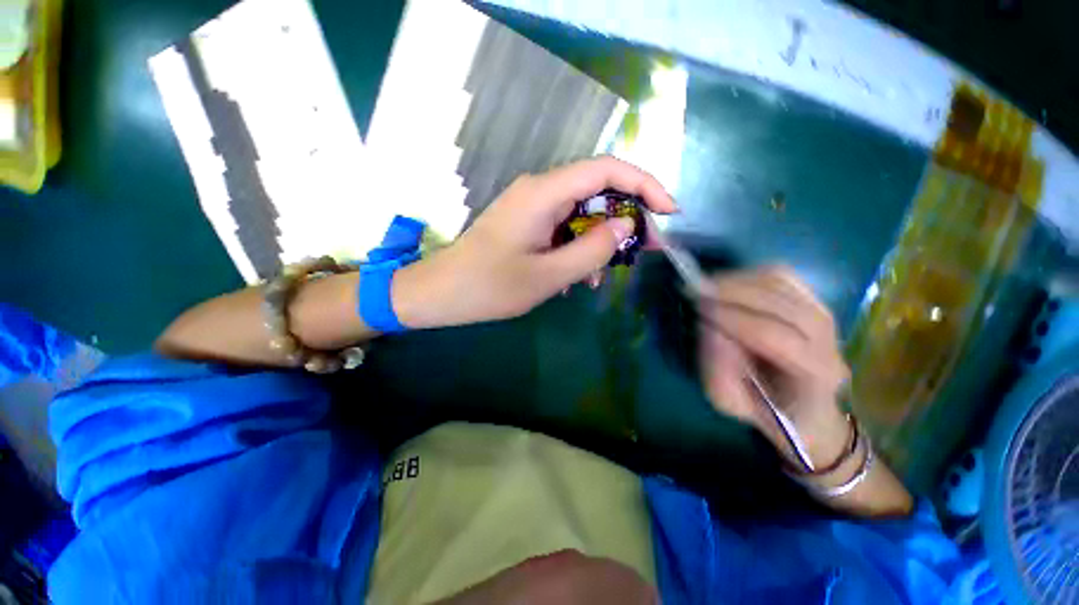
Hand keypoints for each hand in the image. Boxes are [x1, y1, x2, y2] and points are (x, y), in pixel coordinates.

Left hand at [393, 156, 675, 327]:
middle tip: (646, 249)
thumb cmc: (489, 287)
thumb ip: (592, 250)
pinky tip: (577, 278)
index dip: (645, 184)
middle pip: (598, 190)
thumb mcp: (548, 275)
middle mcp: (540, 190)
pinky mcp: (528, 223)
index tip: (670, 212)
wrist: (442, 293)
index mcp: (543, 193)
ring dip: (601, 240)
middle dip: (627, 217)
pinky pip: (565, 228)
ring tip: (605, 274)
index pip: (606, 169)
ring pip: (583, 213)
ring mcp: (532, 207)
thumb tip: (626, 224)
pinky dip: (579, 248)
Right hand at [697, 266, 850, 466]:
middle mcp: (829, 342)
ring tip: (708, 284)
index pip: (775, 337)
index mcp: (812, 375)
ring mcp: (827, 319)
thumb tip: (710, 328)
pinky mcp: (815, 302)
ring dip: (740, 280)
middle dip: (735, 293)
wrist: (802, 409)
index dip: (735, 318)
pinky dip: (753, 274)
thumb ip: (716, 369)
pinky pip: (786, 278)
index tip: (700, 308)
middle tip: (698, 289)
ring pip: (786, 286)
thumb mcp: (728, 401)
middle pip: (783, 305)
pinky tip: (729, 281)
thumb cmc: (763, 409)